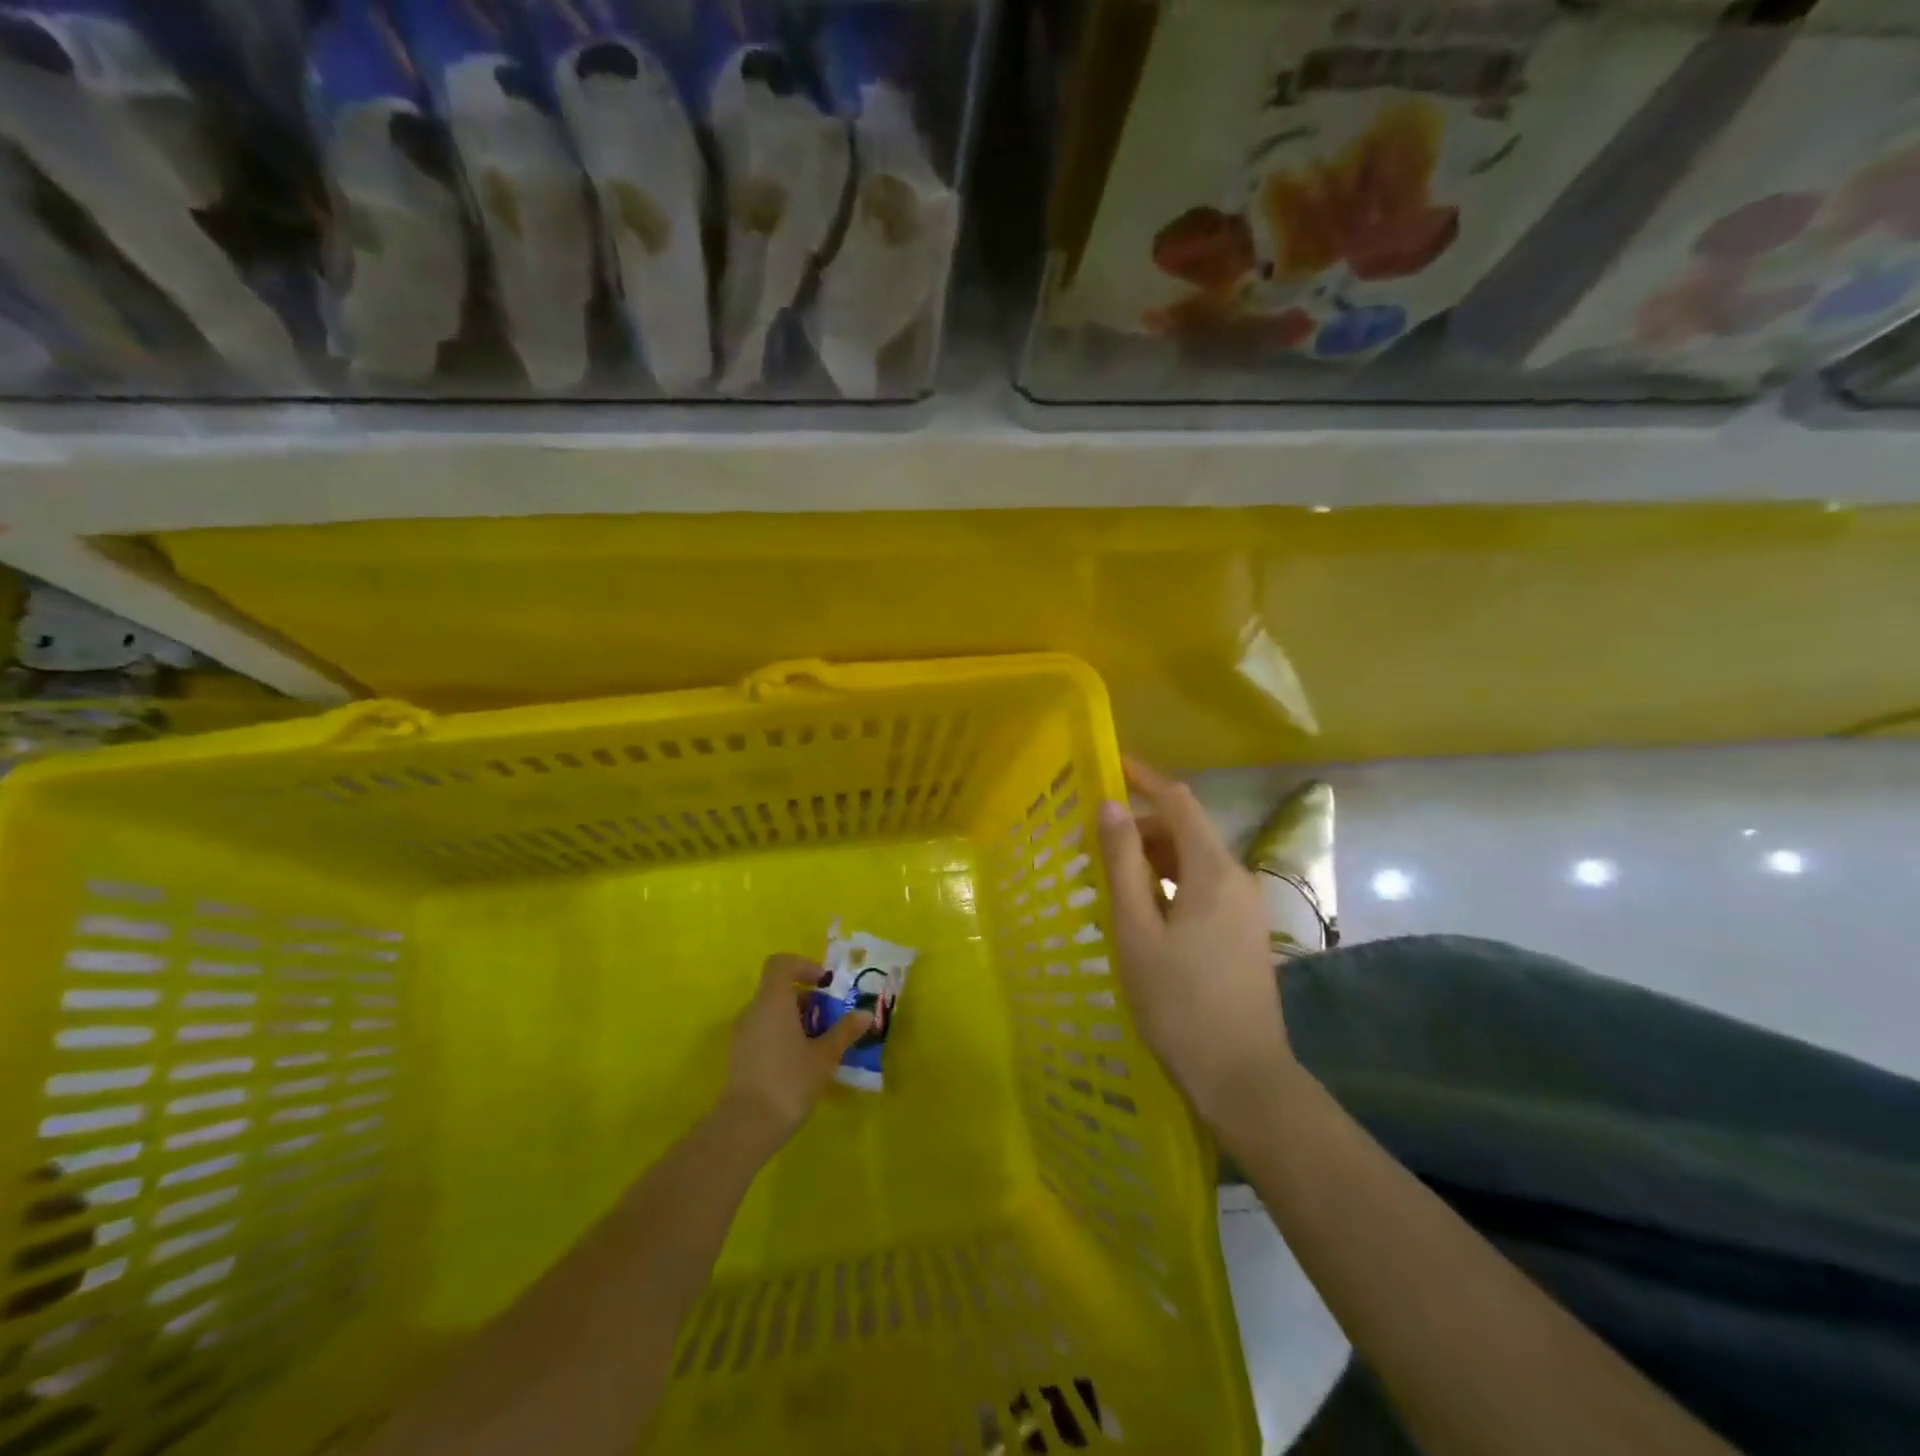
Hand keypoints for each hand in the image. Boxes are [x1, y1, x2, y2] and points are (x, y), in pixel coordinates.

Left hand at [723, 953, 872, 1143]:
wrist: (746, 1126)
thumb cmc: (789, 1081)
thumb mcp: (825, 1056)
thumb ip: (844, 1031)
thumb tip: (865, 1014)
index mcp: (772, 1001)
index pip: (781, 963)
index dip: (803, 966)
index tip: (824, 984)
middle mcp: (752, 1010)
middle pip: (778, 989)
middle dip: (807, 999)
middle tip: (830, 1018)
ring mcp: (741, 1034)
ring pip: (770, 1012)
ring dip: (795, 1019)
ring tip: (819, 1043)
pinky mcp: (738, 1056)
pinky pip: (762, 1031)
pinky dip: (782, 1035)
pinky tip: (800, 1061)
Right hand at [1097, 759, 1292, 1127]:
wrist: (1241, 1076)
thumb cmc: (1179, 1001)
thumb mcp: (1137, 929)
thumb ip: (1123, 863)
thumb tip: (1110, 805)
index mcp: (1213, 870)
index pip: (1179, 801)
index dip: (1145, 778)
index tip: (1111, 764)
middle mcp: (1237, 878)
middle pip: (1186, 831)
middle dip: (1140, 826)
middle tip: (1093, 842)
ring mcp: (1245, 906)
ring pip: (1193, 861)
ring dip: (1152, 858)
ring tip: (1108, 878)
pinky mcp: (1243, 931)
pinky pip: (1202, 887)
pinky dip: (1169, 883)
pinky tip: (1141, 910)